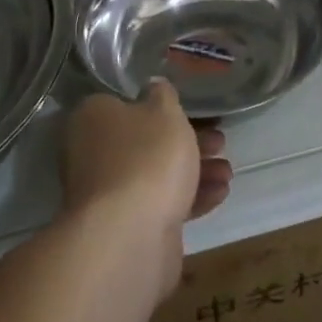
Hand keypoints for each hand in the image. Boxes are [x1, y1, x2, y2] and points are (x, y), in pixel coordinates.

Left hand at [60, 80, 231, 294]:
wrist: (129, 235)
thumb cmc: (146, 158)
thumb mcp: (164, 112)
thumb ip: (162, 95)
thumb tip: (153, 86)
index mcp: (93, 119)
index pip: (124, 104)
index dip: (160, 107)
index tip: (192, 111)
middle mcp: (93, 154)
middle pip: (144, 142)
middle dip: (186, 142)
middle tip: (219, 141)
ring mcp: (108, 194)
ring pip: (156, 175)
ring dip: (194, 171)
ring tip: (227, 172)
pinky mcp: (126, 227)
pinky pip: (161, 204)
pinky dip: (189, 198)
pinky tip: (219, 194)